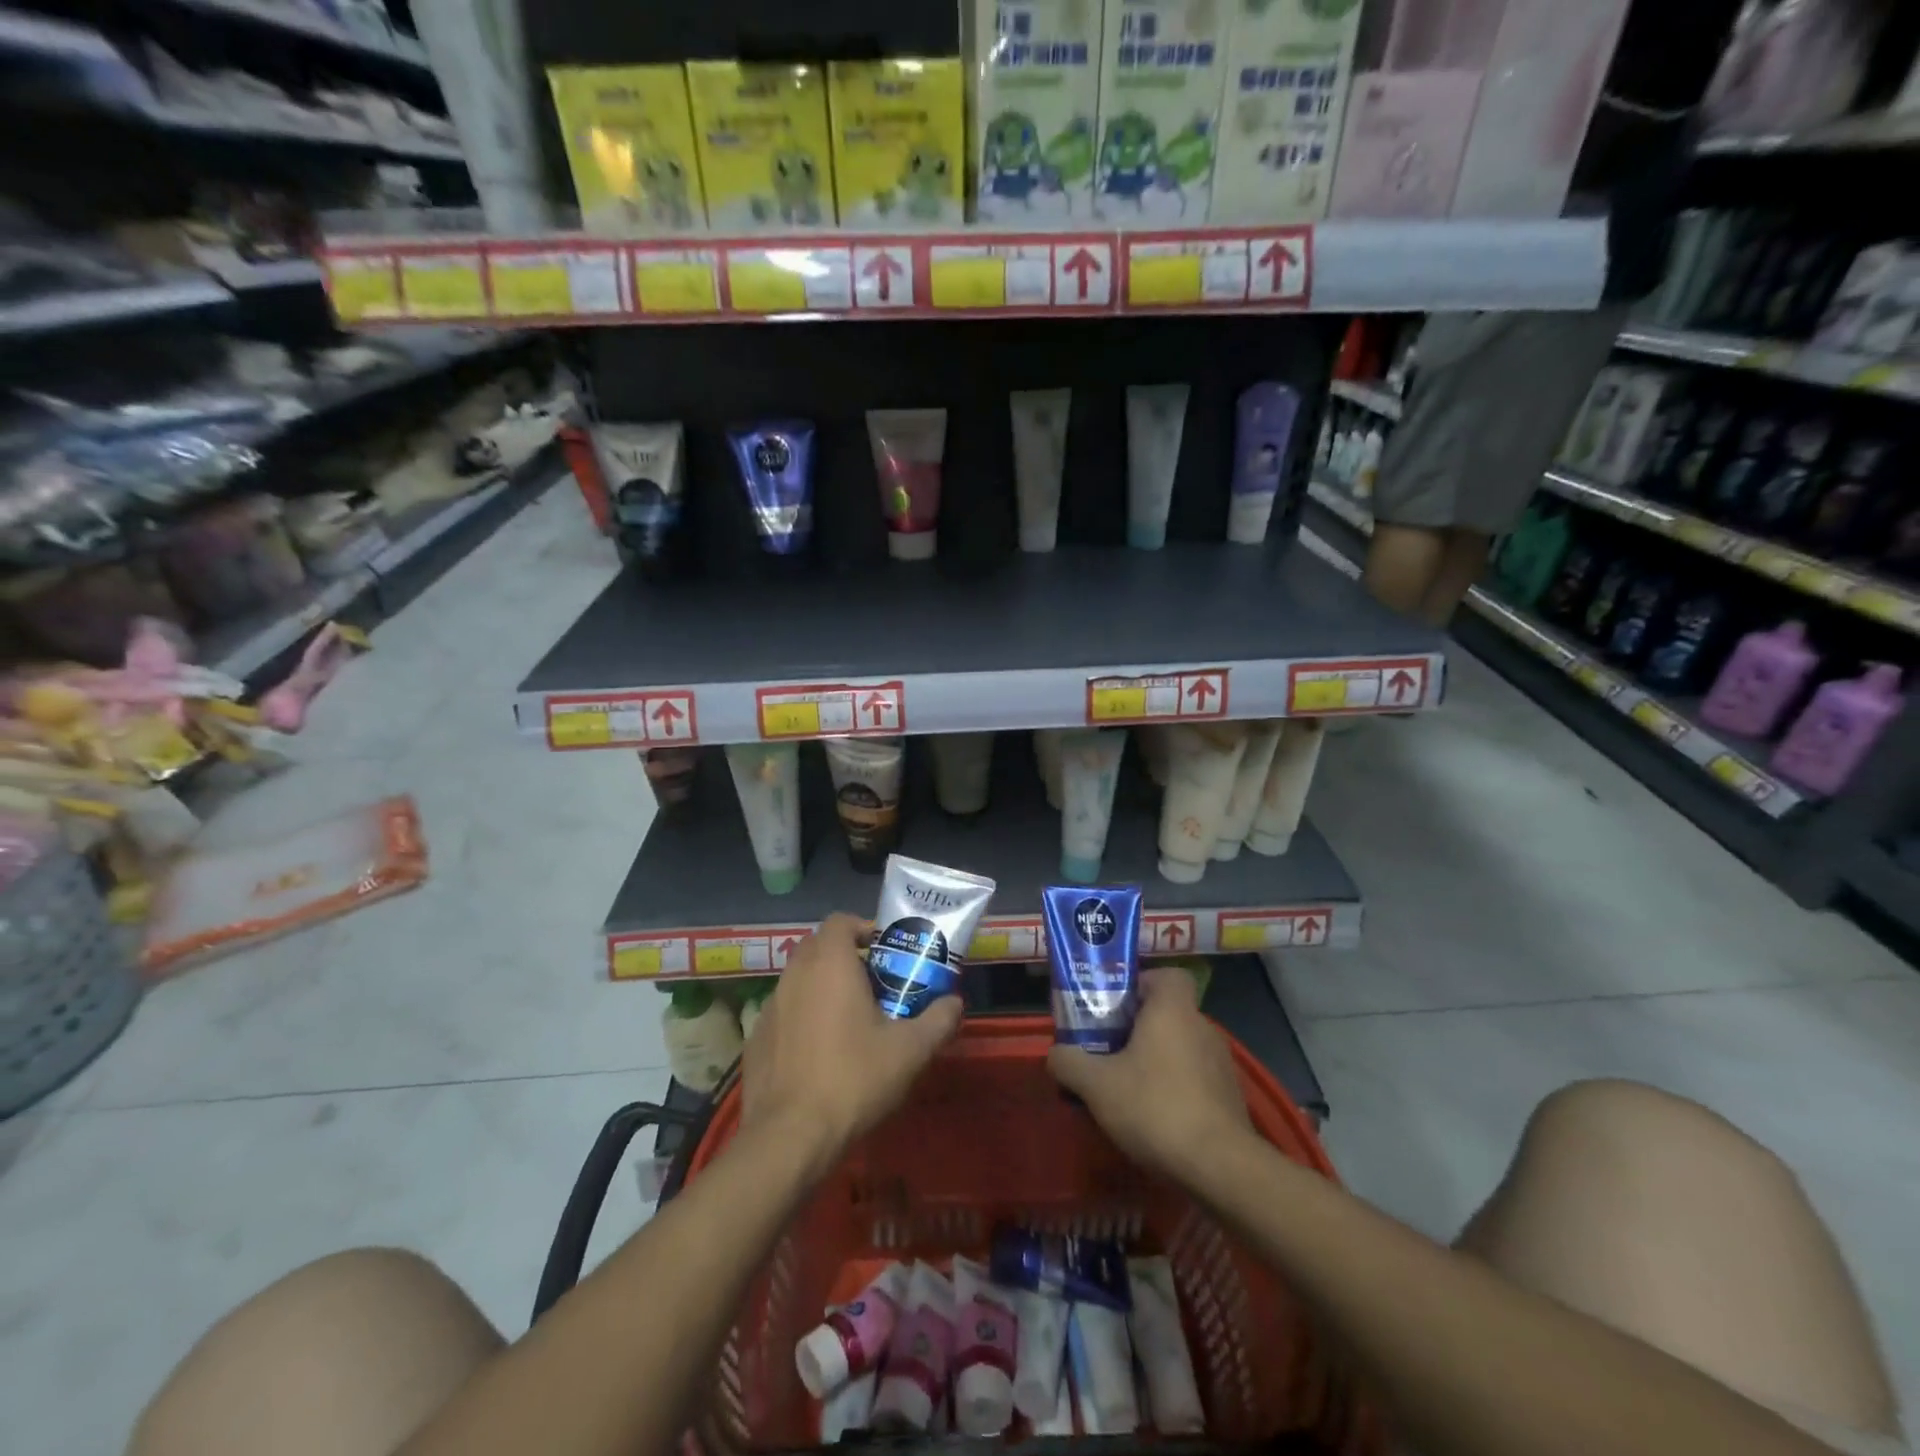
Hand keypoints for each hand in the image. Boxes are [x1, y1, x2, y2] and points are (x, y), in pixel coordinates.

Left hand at [740, 913, 961, 1170]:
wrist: (790, 1136)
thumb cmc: (854, 1078)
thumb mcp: (910, 1051)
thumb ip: (938, 1020)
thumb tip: (955, 1003)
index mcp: (829, 964)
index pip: (840, 921)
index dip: (863, 928)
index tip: (884, 950)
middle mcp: (795, 974)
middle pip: (818, 946)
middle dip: (844, 955)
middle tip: (873, 983)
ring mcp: (770, 1006)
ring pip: (799, 979)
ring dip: (822, 985)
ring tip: (849, 1018)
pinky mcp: (756, 1038)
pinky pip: (784, 1011)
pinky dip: (802, 1016)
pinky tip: (819, 1051)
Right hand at [1047, 968, 1253, 1183]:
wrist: (1221, 1168)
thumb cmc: (1155, 1107)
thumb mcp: (1096, 1085)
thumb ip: (1069, 1062)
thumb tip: (1056, 1054)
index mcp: (1173, 1010)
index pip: (1166, 975)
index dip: (1140, 984)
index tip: (1116, 1008)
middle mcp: (1202, 1027)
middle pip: (1168, 1013)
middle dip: (1138, 1029)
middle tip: (1108, 1051)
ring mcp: (1221, 1064)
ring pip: (1181, 1048)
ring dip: (1156, 1061)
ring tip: (1127, 1090)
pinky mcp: (1231, 1098)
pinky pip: (1195, 1079)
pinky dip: (1176, 1089)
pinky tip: (1156, 1119)